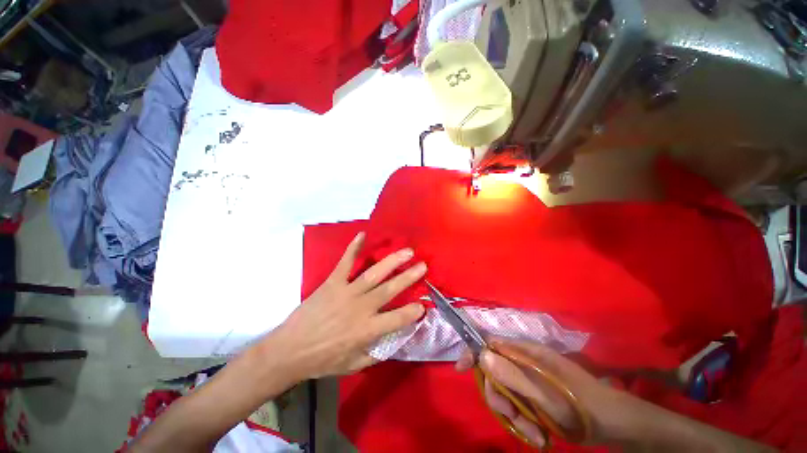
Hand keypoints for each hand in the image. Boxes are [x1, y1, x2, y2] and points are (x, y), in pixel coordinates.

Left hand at [267, 232, 426, 380]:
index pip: (397, 319)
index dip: (413, 312)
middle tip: (423, 265)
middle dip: (408, 277)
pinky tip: (362, 235)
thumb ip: (377, 353)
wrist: (289, 351)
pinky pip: (345, 263)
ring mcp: (346, 292)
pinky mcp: (332, 282)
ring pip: (374, 274)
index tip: (423, 306)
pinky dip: (353, 248)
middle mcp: (360, 308)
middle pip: (389, 290)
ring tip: (407, 252)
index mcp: (366, 330)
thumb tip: (397, 340)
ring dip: (392, 261)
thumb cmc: (322, 360)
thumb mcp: (353, 365)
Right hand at [456, 339, 645, 447]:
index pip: (490, 343)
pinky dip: (524, 422)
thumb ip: (512, 375)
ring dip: (515, 416)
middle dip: (500, 398)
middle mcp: (525, 362)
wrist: (613, 424)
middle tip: (514, 418)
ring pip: (506, 394)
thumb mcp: (545, 395)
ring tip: (535, 435)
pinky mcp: (535, 396)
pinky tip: (540, 435)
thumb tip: (482, 355)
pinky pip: (518, 407)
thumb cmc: (580, 405)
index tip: (460, 368)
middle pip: (495, 373)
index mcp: (526, 352)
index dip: (474, 352)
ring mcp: (530, 380)